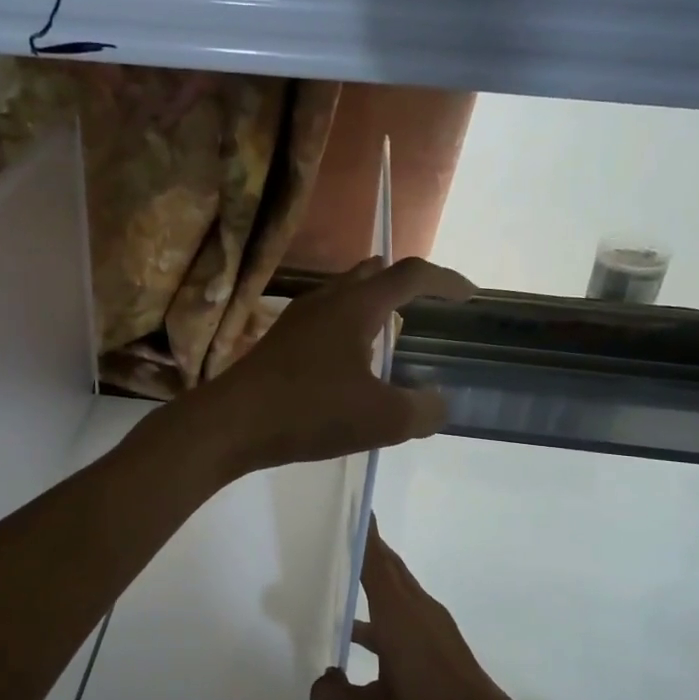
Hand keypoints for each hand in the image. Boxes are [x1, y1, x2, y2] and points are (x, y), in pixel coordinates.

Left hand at [193, 257, 473, 474]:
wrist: (230, 424)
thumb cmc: (310, 412)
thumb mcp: (382, 419)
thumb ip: (422, 410)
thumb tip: (438, 403)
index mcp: (356, 306)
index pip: (410, 276)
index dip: (445, 280)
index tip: (468, 295)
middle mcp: (325, 301)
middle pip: (371, 275)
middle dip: (402, 284)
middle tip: (424, 304)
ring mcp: (295, 321)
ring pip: (342, 296)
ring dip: (371, 306)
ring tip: (389, 332)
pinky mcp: (277, 344)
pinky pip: (323, 321)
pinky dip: (346, 328)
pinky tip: (346, 363)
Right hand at [310, 525, 544, 699]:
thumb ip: (335, 698)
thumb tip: (321, 679)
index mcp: (401, 619)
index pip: (376, 562)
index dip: (362, 533)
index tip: (346, 504)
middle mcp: (419, 612)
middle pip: (388, 567)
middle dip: (363, 547)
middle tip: (328, 531)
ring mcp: (434, 628)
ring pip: (397, 589)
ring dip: (370, 577)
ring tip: (333, 575)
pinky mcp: (442, 645)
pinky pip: (404, 610)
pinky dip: (380, 606)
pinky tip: (356, 633)